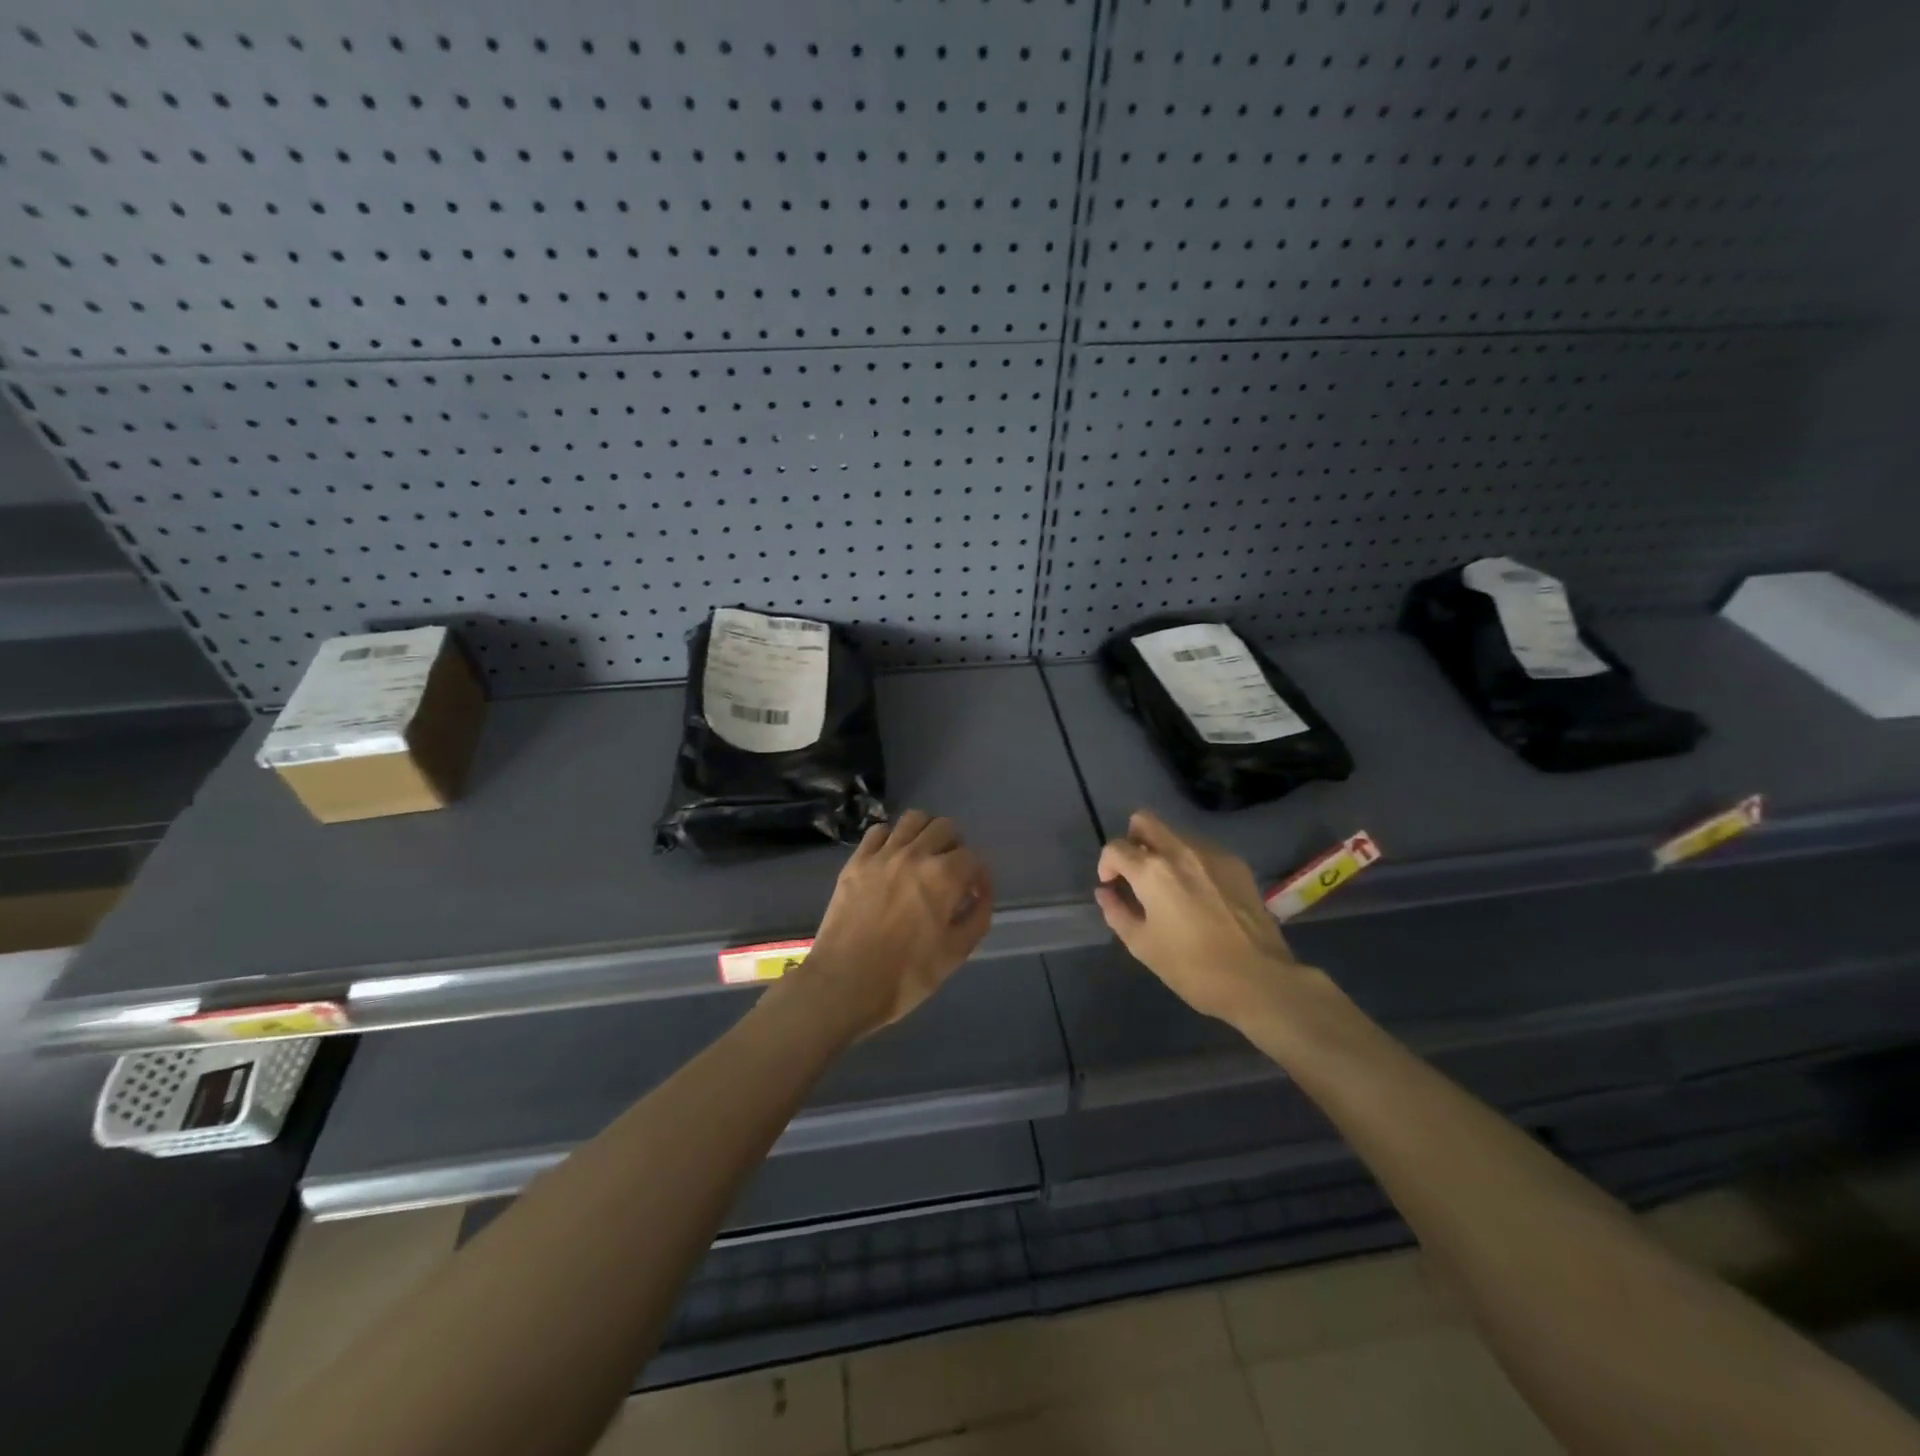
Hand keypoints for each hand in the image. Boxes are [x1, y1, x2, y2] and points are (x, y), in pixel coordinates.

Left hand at [792, 809, 993, 1036]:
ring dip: (925, 833)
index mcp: (944, 877)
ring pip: (913, 819)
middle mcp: (915, 855)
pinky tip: (892, 858)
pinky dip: (891, 838)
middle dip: (955, 847)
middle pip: (945, 827)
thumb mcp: (955, 954)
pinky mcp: (856, 861)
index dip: (978, 876)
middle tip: (950, 873)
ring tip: (923, 857)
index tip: (973, 895)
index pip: (973, 857)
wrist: (844, 984)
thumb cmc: (905, 975)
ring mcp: (882, 855)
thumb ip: (976, 918)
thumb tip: (979, 895)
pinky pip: (878, 831)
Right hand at [1095, 809, 1311, 1025]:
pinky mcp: (1236, 863)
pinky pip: (1202, 849)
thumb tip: (1105, 892)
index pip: (1116, 848)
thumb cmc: (1192, 967)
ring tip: (1169, 886)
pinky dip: (1191, 862)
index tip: (1112, 885)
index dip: (1107, 864)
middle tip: (1135, 871)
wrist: (1258, 978)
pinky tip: (1199, 894)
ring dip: (1163, 851)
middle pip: (1144, 820)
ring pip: (1175, 833)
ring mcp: (1212, 853)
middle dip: (1132, 840)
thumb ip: (1117, 912)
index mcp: (1151, 871)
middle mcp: (1180, 850)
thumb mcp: (1142, 945)